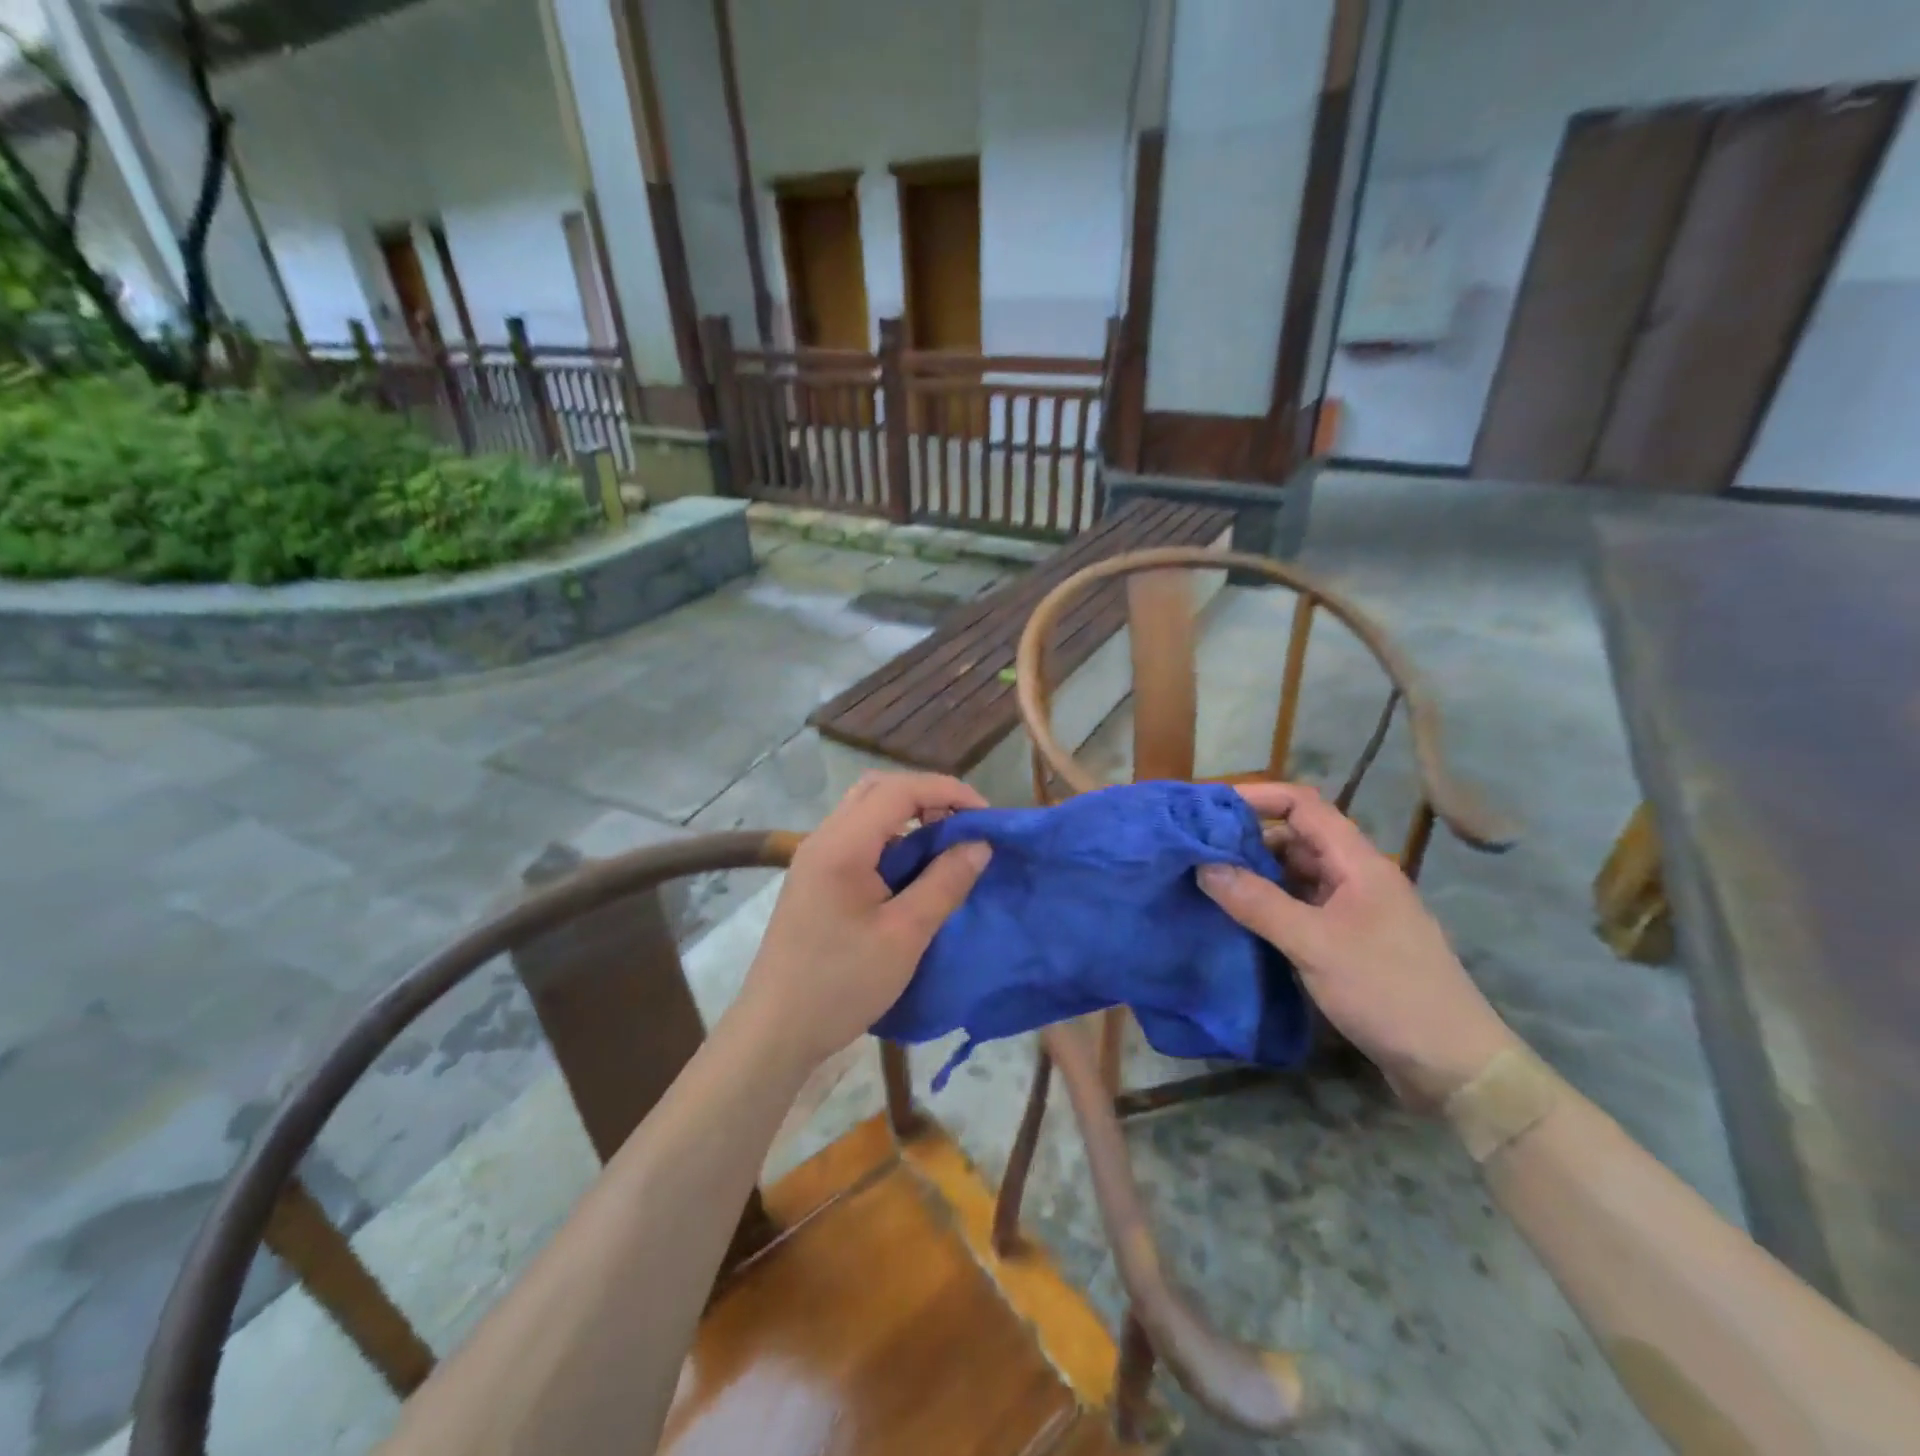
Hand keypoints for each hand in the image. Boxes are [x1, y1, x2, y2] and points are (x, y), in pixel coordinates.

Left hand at [735, 772, 992, 1070]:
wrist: (775, 1031)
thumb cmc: (841, 984)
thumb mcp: (904, 935)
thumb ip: (944, 883)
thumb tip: (980, 844)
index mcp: (841, 844)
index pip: (899, 790)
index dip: (947, 791)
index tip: (986, 817)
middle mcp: (823, 839)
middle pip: (879, 790)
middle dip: (928, 797)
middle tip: (964, 825)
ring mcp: (815, 858)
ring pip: (866, 812)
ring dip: (909, 817)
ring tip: (946, 845)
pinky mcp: (815, 879)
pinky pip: (858, 838)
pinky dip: (892, 839)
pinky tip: (914, 870)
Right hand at [1201, 783, 1514, 1102]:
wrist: (1454, 1067)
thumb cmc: (1388, 992)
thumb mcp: (1314, 944)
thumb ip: (1257, 903)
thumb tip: (1204, 866)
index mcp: (1358, 863)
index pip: (1304, 805)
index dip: (1258, 797)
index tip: (1210, 807)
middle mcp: (1356, 878)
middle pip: (1296, 838)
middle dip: (1248, 838)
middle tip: (1197, 851)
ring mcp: (1354, 912)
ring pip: (1297, 875)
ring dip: (1256, 874)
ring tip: (1208, 883)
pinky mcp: (1349, 943)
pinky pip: (1301, 908)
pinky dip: (1269, 906)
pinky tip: (1239, 920)